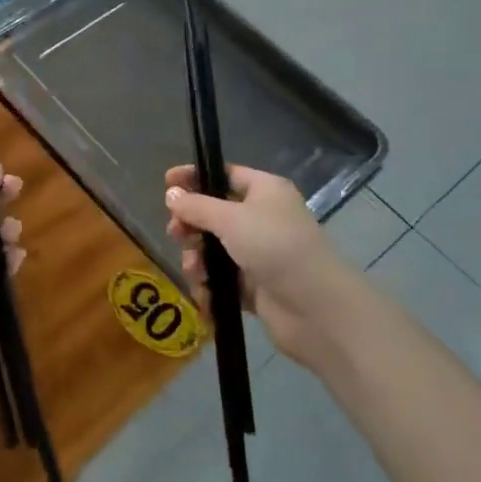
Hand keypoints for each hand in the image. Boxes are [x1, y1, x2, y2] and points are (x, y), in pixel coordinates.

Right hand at [165, 164, 349, 364]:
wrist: (315, 307)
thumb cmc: (274, 246)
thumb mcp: (230, 219)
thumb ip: (197, 206)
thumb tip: (171, 195)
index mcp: (265, 191)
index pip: (225, 174)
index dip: (195, 177)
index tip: (166, 183)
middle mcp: (263, 218)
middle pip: (215, 214)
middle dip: (192, 224)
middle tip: (176, 234)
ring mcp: (259, 253)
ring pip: (215, 249)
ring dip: (198, 259)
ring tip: (195, 271)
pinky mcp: (256, 286)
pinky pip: (223, 279)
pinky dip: (210, 284)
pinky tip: (205, 293)